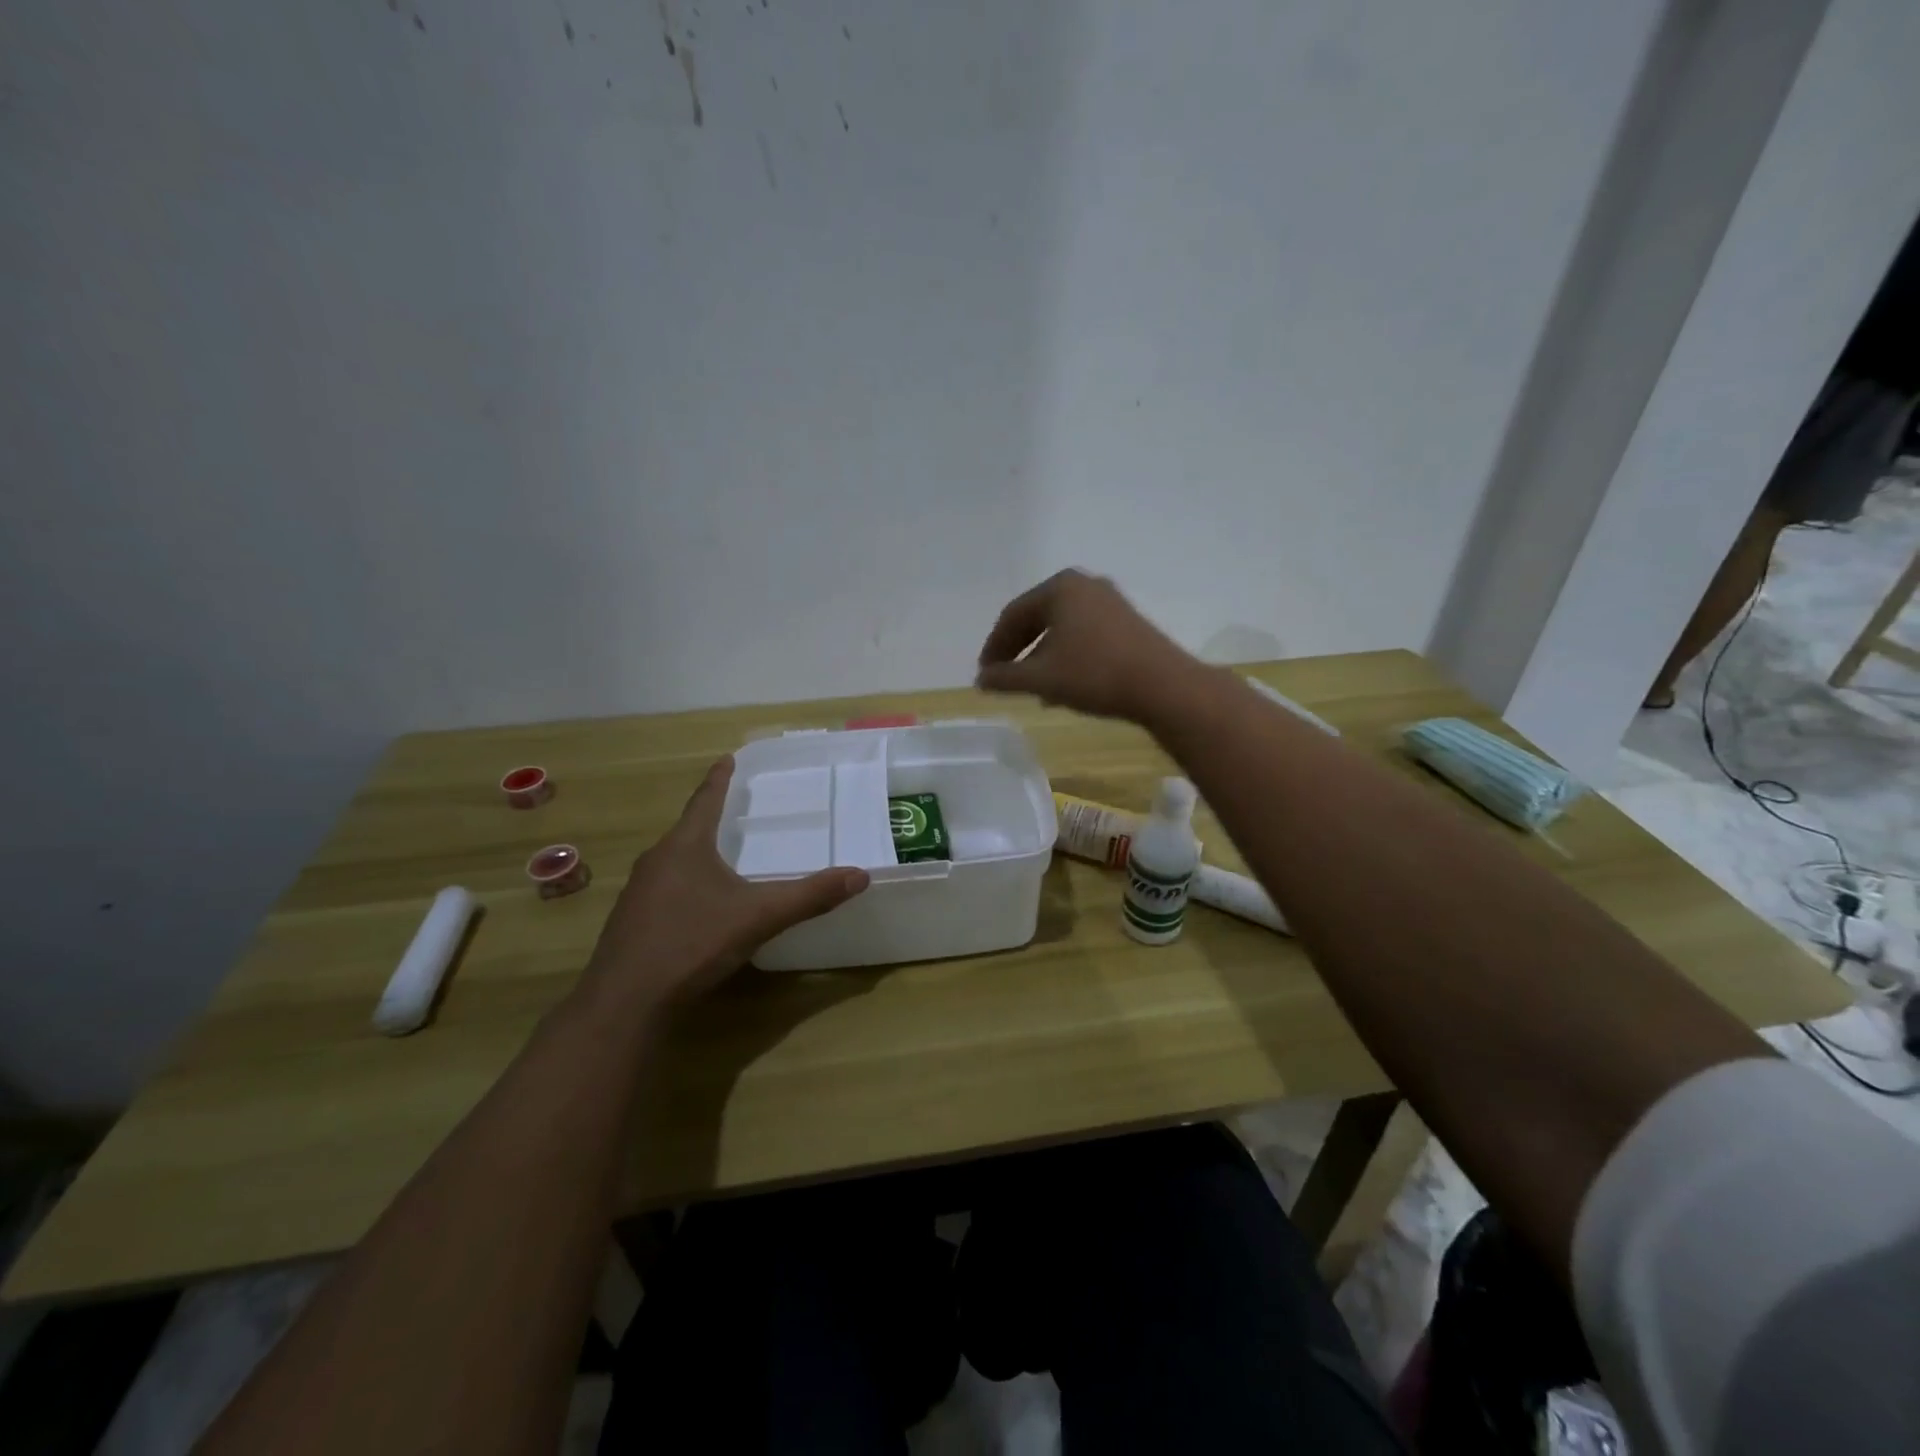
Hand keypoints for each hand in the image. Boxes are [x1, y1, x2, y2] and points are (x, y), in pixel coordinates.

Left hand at [581, 757, 867, 1009]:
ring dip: (696, 854)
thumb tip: (860, 875)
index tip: (727, 758)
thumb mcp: (759, 917)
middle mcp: (656, 861)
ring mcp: (638, 892)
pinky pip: (664, 889)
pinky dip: (685, 884)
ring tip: (720, 856)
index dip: (719, 779)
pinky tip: (698, 906)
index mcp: (684, 847)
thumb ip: (809, 896)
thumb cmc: (692, 943)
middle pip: (687, 830)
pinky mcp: (631, 922)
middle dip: (710, 818)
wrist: (625, 1002)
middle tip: (734, 810)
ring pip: (673, 861)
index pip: (705, 800)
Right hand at [976, 569, 1196, 721]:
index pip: (1013, 615)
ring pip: (1062, 629)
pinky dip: (1066, 657)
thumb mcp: (1041, 678)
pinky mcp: (1128, 622)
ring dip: (1042, 657)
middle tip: (1004, 678)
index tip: (984, 675)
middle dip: (1018, 651)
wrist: (1163, 686)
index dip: (994, 647)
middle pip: (1038, 618)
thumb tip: (981, 680)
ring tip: (1032, 688)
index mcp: (1060, 587)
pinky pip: (1084, 635)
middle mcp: (1084, 585)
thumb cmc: (1094, 674)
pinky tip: (1063, 686)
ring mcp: (1110, 602)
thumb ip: (1005, 678)